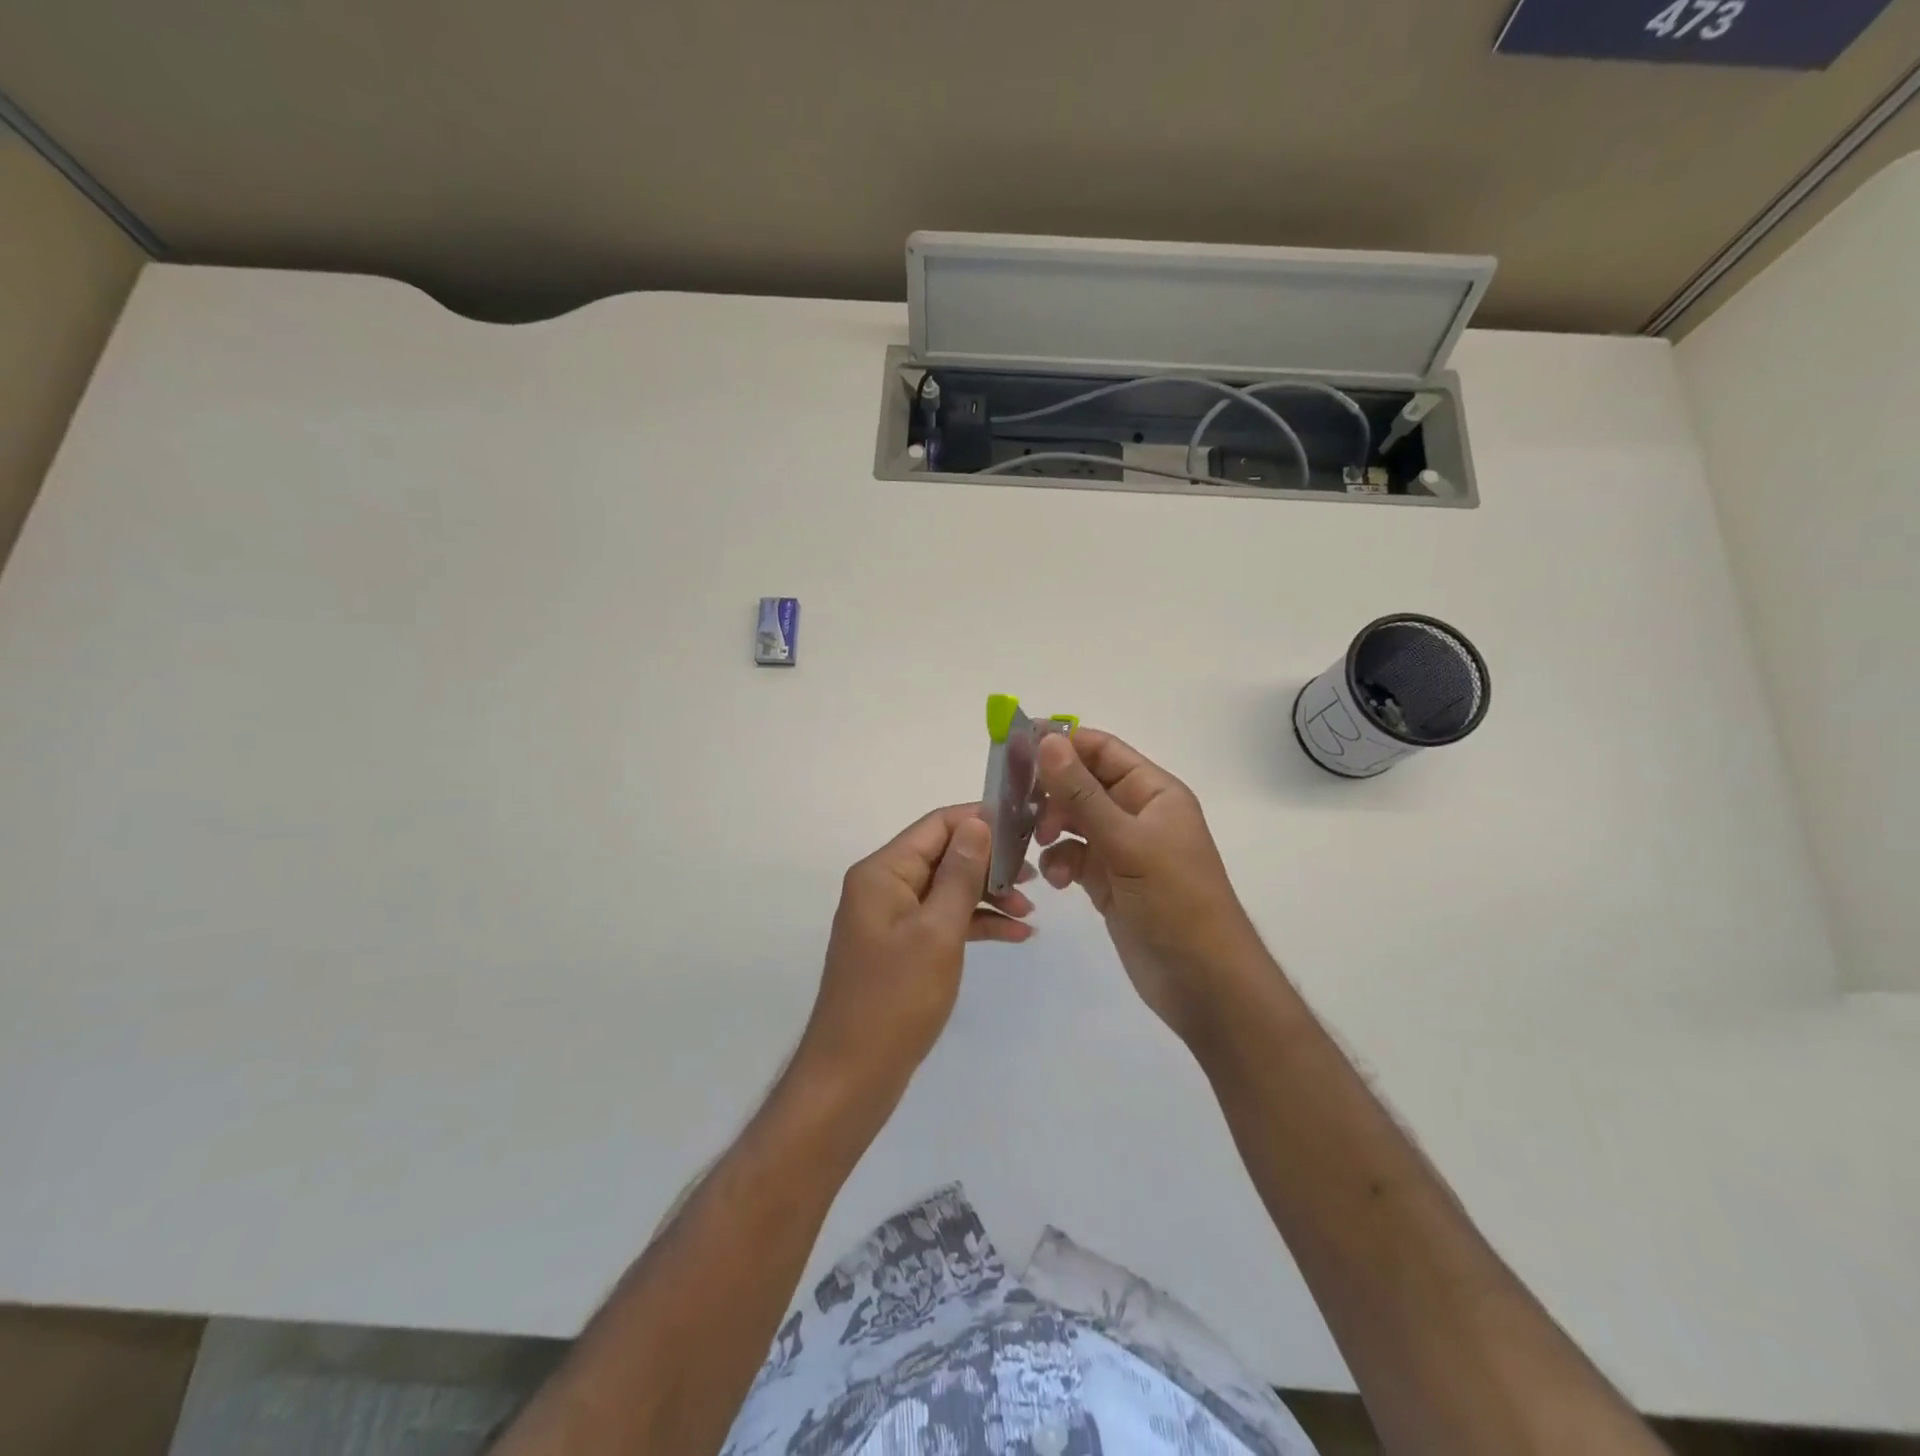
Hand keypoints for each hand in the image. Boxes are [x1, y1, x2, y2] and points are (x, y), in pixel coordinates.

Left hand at [794, 805, 1034, 1108]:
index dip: (980, 820)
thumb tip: (978, 823)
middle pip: (943, 855)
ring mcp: (891, 918)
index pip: (936, 825)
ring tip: (1031, 908)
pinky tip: (1016, 934)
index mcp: (883, 872)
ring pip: (947, 889)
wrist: (853, 1075)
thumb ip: (959, 874)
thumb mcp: (937, 931)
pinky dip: (975, 923)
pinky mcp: (901, 947)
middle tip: (1036, 874)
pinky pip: (943, 920)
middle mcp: (883, 886)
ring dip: (987, 894)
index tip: (1025, 826)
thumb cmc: (896, 999)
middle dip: (989, 862)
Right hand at [1034, 729, 1260, 1044]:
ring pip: (1072, 822)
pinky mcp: (1108, 881)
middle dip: (1050, 793)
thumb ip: (1082, 793)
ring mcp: (1121, 849)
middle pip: (1082, 785)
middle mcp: (1136, 814)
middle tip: (1016, 805)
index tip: (1017, 746)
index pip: (1102, 750)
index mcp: (1153, 792)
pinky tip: (1058, 882)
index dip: (1063, 743)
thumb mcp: (1126, 841)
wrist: (1201, 980)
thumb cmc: (1174, 899)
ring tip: (1039, 845)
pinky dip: (1059, 864)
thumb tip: (1048, 740)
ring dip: (1051, 830)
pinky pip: (1073, 857)